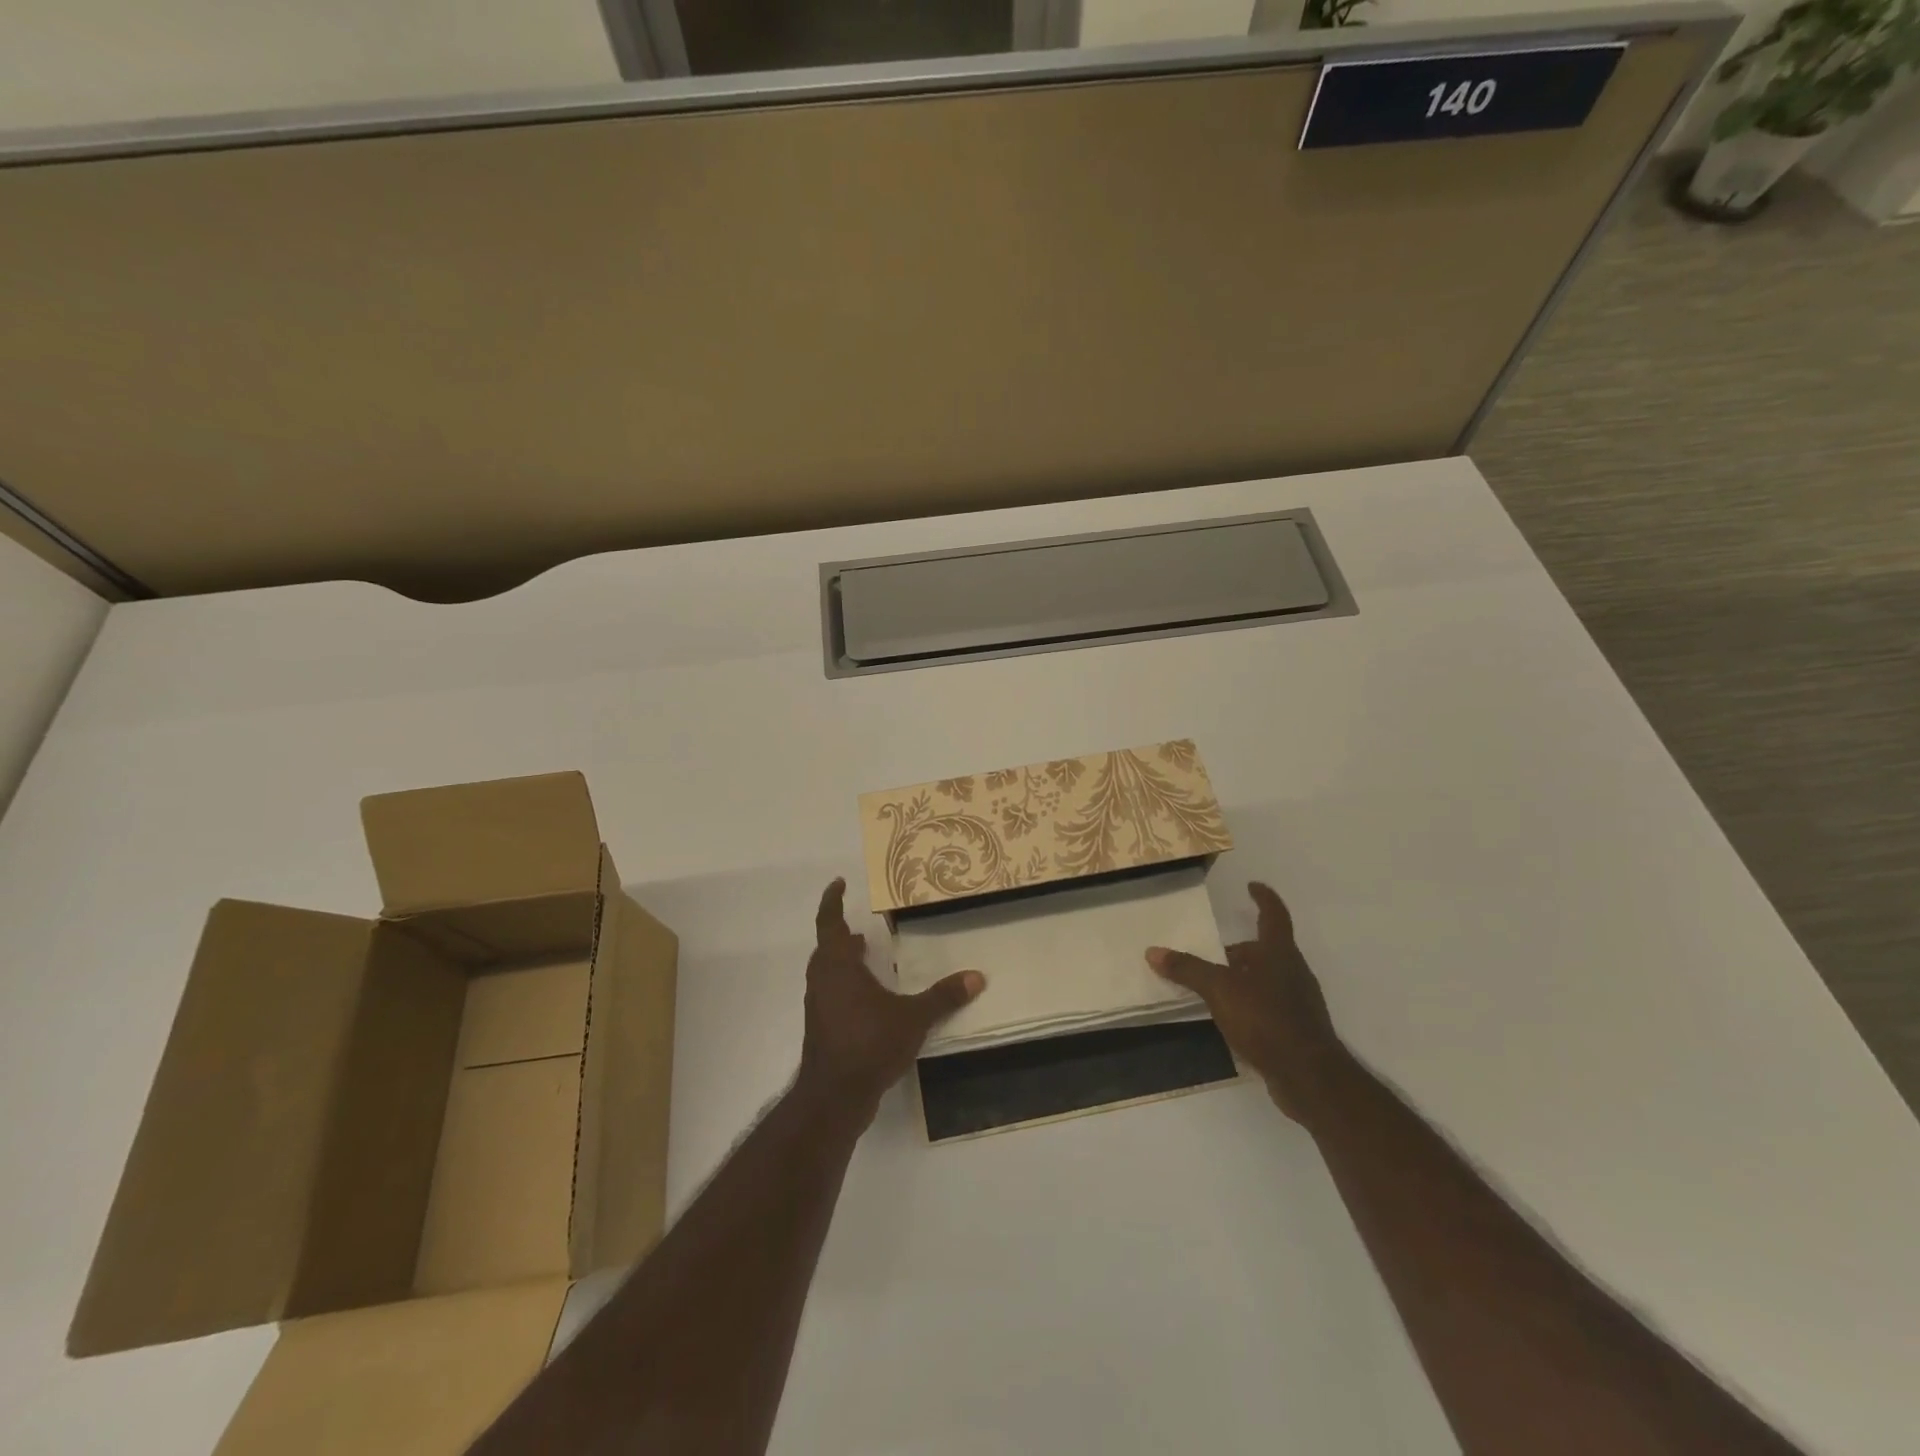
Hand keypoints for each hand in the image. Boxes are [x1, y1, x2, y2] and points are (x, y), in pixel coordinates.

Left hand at [795, 878, 984, 1128]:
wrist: (834, 1096)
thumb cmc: (869, 1043)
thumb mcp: (912, 1017)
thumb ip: (943, 996)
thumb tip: (976, 977)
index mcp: (838, 965)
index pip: (829, 922)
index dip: (832, 901)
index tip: (839, 883)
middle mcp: (823, 979)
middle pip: (827, 946)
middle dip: (842, 932)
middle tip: (863, 925)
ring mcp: (819, 1005)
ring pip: (828, 970)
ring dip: (844, 958)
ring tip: (868, 954)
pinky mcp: (822, 1027)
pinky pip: (832, 992)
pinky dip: (846, 983)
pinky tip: (869, 995)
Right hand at [1147, 882, 1346, 1124]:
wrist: (1308, 1075)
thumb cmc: (1265, 1018)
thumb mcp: (1219, 989)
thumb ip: (1187, 969)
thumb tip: (1152, 951)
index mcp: (1279, 952)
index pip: (1274, 915)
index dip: (1263, 898)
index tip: (1252, 886)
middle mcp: (1293, 971)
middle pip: (1267, 950)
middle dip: (1242, 949)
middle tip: (1214, 952)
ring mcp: (1299, 1001)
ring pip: (1268, 978)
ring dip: (1244, 977)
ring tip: (1215, 987)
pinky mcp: (1297, 1029)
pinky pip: (1270, 1005)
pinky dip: (1250, 1004)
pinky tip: (1231, 1018)